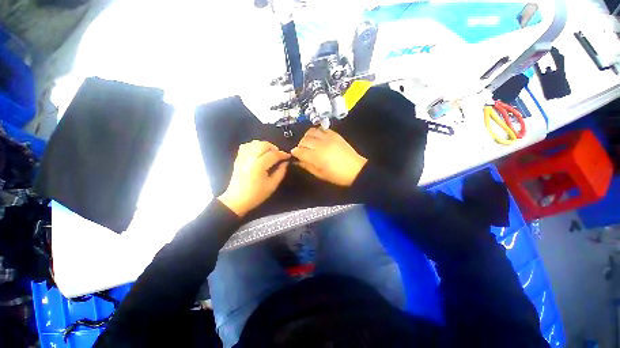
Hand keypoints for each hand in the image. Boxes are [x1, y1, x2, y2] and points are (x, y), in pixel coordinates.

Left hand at [218, 141, 289, 216]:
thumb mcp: (272, 185)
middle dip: (274, 148)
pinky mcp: (238, 158)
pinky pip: (246, 146)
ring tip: (269, 153)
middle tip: (279, 156)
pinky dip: (254, 146)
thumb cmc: (256, 194)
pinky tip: (258, 152)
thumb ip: (281, 172)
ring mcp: (242, 157)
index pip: (273, 154)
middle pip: (264, 145)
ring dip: (265, 146)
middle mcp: (250, 158)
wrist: (237, 199)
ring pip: (255, 143)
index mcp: (259, 165)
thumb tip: (285, 162)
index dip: (282, 154)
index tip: (288, 156)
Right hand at [291, 128, 366, 186]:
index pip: (300, 151)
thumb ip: (307, 166)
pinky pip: (321, 129)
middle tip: (302, 150)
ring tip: (309, 143)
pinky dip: (317, 132)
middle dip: (300, 145)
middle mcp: (321, 145)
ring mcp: (328, 138)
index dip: (295, 152)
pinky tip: (318, 138)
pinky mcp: (335, 134)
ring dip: (307, 137)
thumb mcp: (320, 175)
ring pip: (311, 131)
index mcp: (317, 157)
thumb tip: (297, 160)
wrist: (356, 169)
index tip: (294, 154)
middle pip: (304, 140)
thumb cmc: (337, 176)